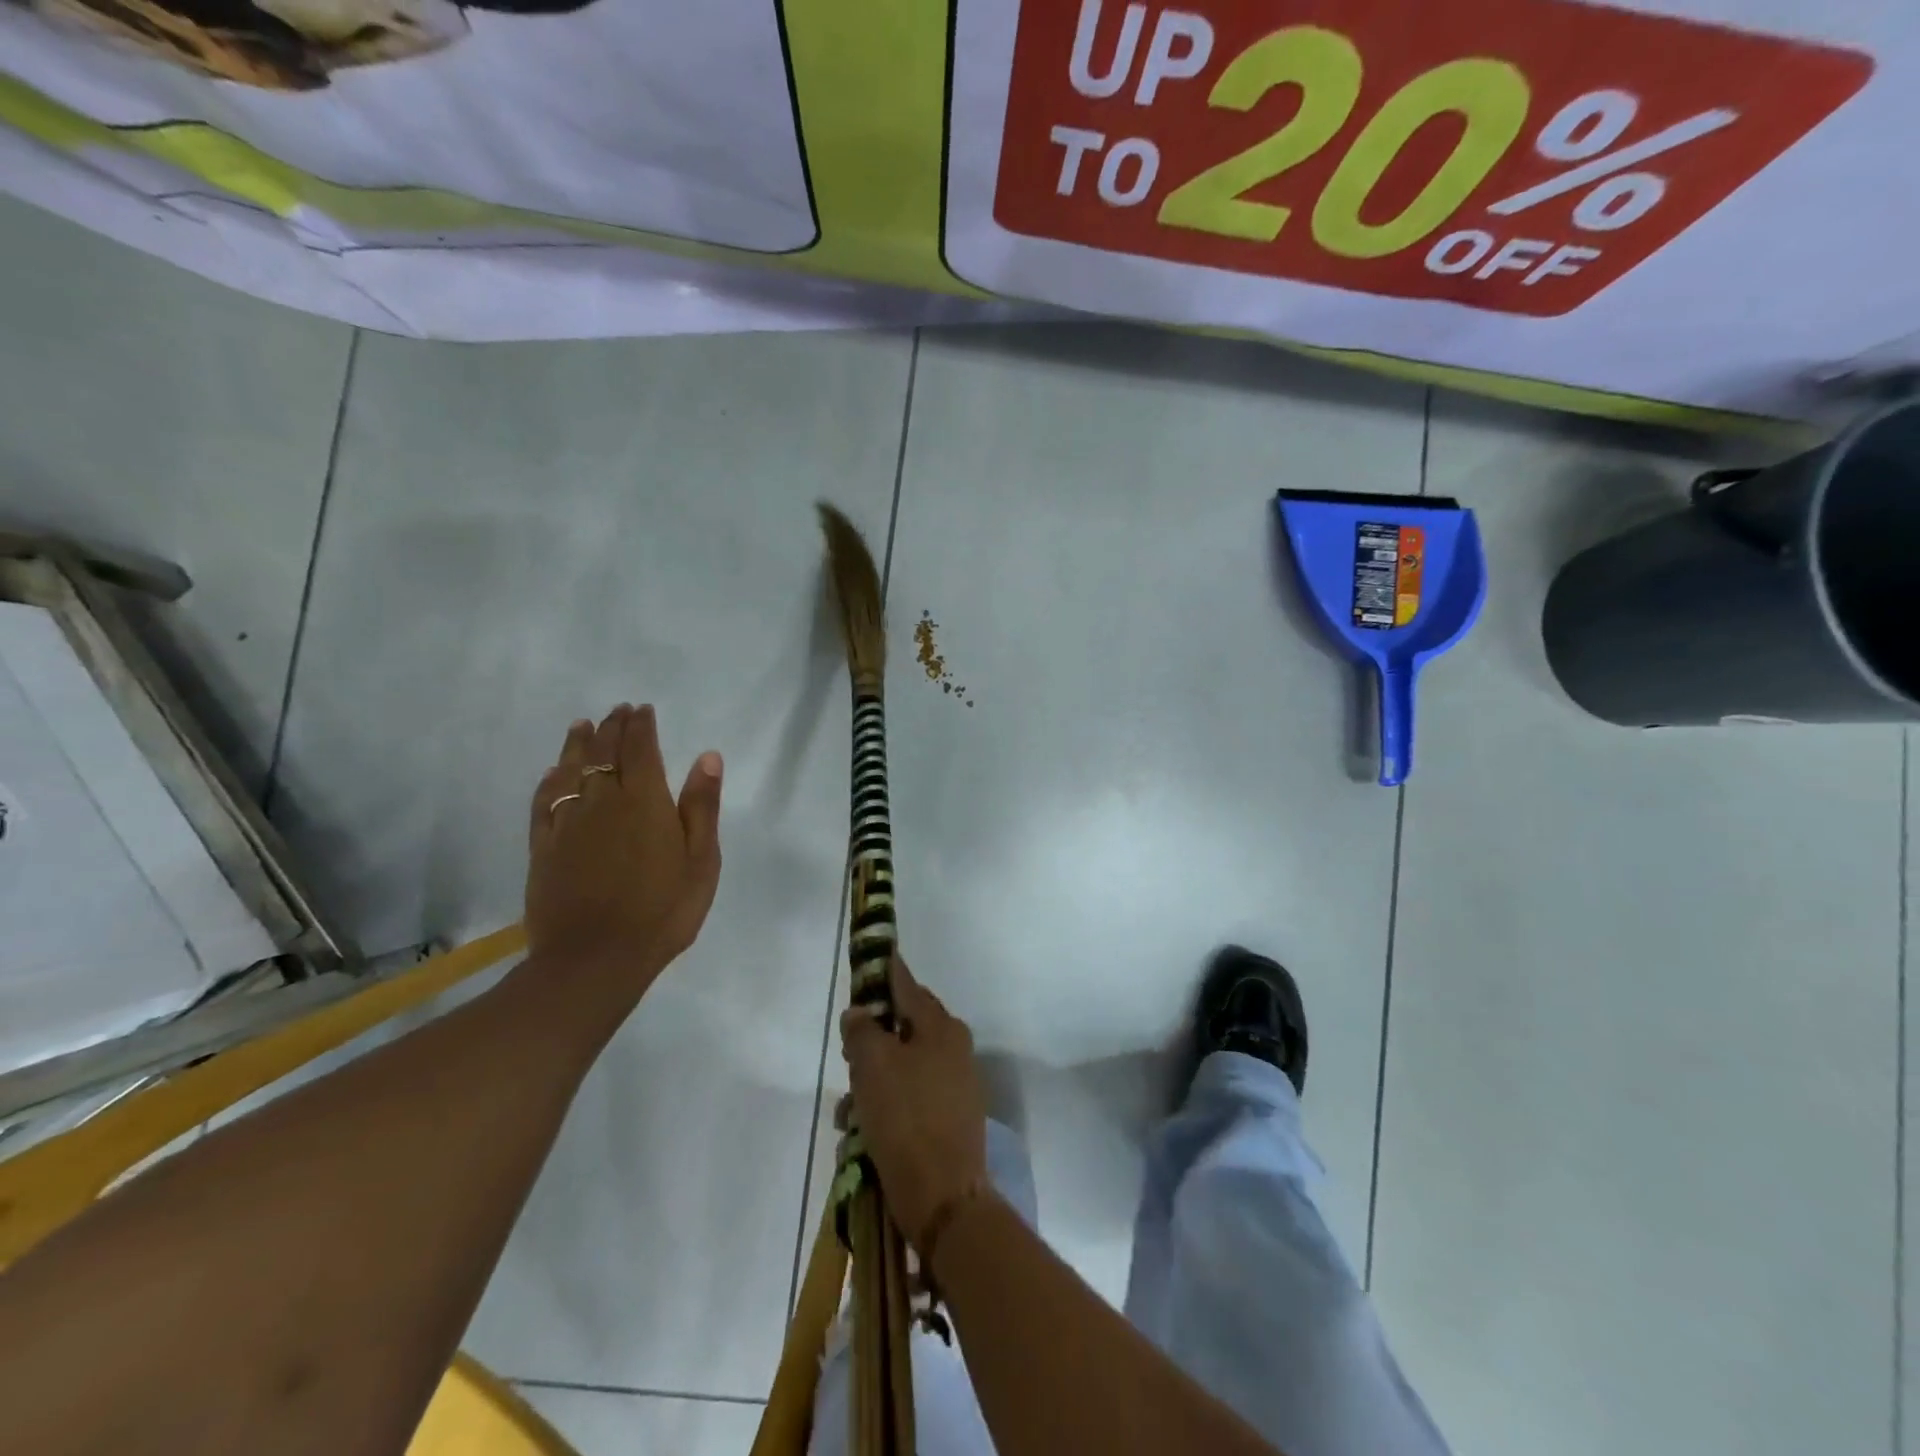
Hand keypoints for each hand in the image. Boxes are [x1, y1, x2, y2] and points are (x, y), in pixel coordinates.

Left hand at [525, 704, 722, 996]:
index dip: (641, 726)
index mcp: (644, 801)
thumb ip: (701, 806)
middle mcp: (602, 801)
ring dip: (577, 744)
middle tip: (617, 711)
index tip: (642, 710)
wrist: (595, 959)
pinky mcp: (544, 847)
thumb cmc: (662, 910)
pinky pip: (544, 801)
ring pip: (570, 770)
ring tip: (582, 726)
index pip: (640, 749)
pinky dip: (549, 780)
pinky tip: (552, 773)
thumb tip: (707, 757)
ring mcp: (568, 823)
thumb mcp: (701, 860)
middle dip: (612, 728)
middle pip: (603, 753)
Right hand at [841, 958, 988, 1251]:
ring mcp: (955, 1084)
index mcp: (940, 1026)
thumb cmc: (906, 1119)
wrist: (944, 1197)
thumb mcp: (873, 1065)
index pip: (906, 985)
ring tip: (850, 1117)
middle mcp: (953, 1047)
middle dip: (869, 1046)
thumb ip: (862, 1030)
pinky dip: (885, 1109)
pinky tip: (863, 1135)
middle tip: (848, 1064)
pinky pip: (909, 1099)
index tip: (869, 960)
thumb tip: (860, 1013)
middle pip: (901, 1029)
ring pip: (901, 1068)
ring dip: (871, 1085)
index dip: (884, 971)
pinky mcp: (950, 1118)